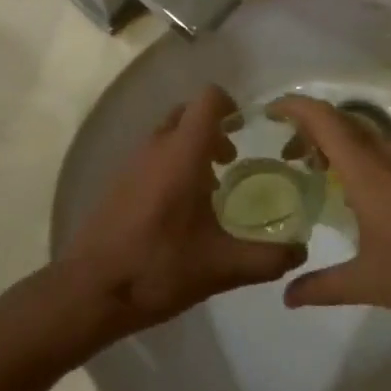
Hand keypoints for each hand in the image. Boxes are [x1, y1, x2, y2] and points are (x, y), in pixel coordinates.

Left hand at [61, 86, 306, 332]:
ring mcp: (132, 162)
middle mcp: (156, 147)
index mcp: (182, 154)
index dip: (232, 105)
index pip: (208, 99)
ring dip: (192, 147)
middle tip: (233, 159)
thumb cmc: (158, 269)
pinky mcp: (119, 182)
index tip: (248, 131)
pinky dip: (172, 164)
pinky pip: (152, 155)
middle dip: (214, 127)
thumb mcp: (222, 268)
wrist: (90, 291)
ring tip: (212, 188)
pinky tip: (182, 210)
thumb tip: (301, 253)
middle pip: (188, 112)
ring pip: (168, 133)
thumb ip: (267, 258)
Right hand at [268, 96, 390, 322]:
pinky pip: (388, 154)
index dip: (294, 107)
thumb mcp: (370, 283)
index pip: (324, 119)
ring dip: (339, 144)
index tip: (270, 112)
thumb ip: (324, 286)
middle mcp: (390, 157)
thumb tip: (287, 296)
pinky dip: (363, 158)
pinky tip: (365, 196)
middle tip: (290, 153)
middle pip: (343, 122)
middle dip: (311, 129)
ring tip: (321, 173)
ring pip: (367, 137)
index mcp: (367, 171)